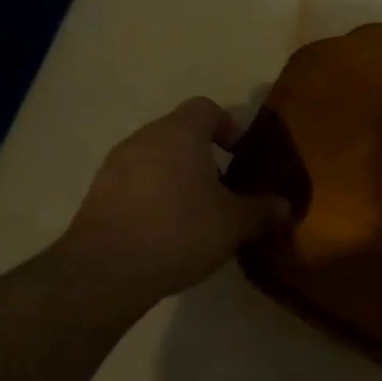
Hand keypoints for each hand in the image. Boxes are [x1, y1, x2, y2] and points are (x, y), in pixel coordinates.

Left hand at [55, 98, 289, 311]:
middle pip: (180, 132)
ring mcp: (115, 165)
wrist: (106, 271)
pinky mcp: (98, 194)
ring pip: (156, 158)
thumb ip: (261, 210)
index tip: (241, 157)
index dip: (228, 127)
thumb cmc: (180, 231)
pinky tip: (167, 230)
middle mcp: (144, 138)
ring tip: (196, 212)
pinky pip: (135, 183)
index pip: (206, 108)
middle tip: (224, 189)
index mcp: (180, 133)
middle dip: (204, 156)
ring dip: (178, 177)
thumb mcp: (234, 224)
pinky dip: (154, 196)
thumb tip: (283, 205)